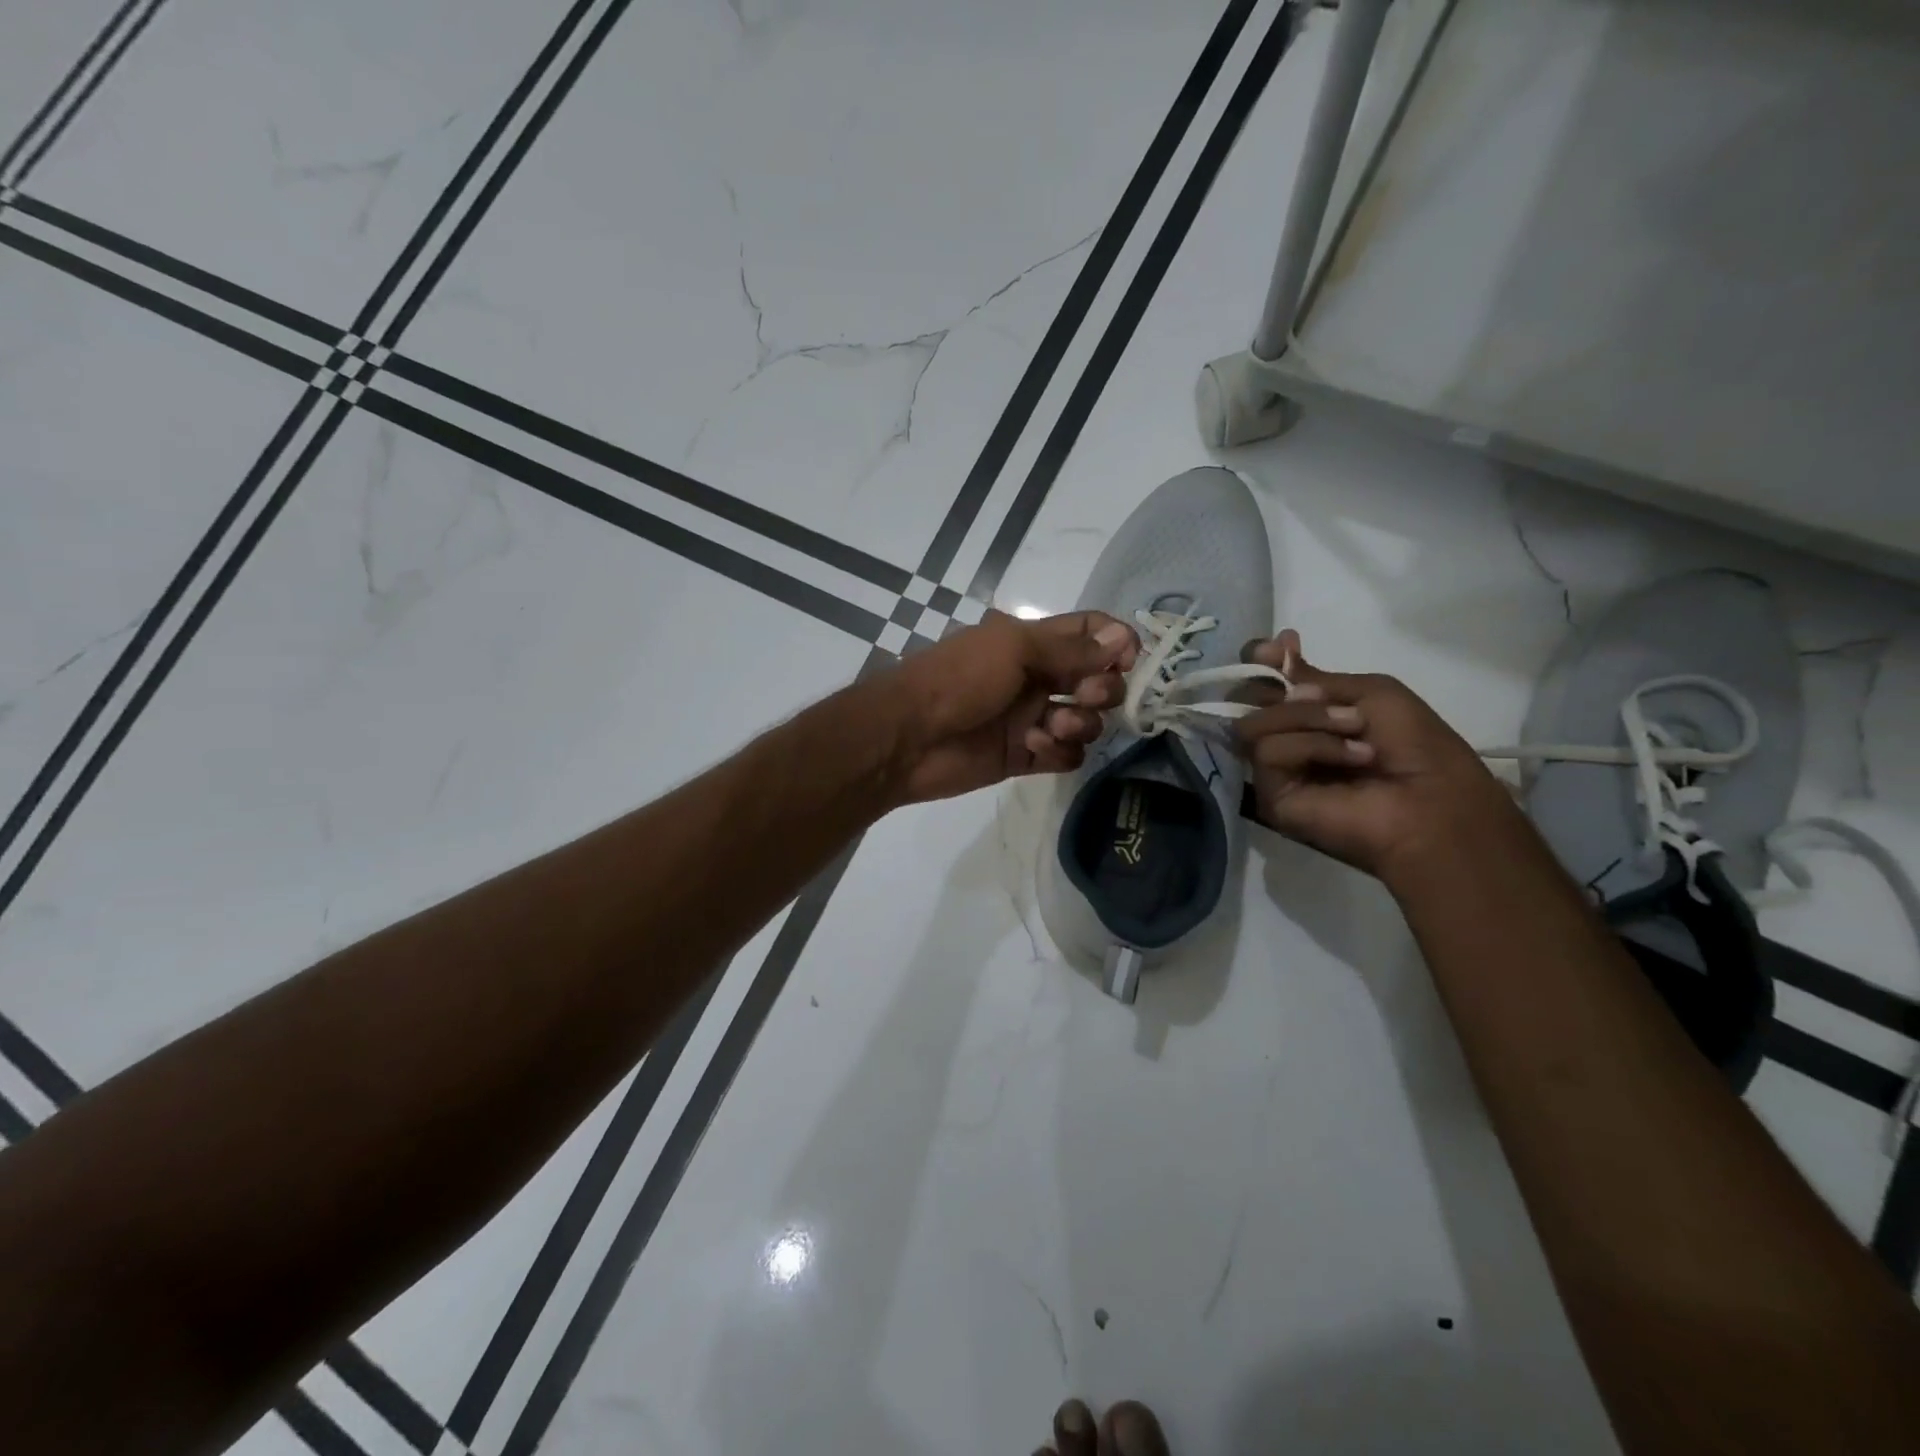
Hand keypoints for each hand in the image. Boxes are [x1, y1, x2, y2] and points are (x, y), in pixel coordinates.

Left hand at [886, 610, 1137, 803]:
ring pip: (1086, 721)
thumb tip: (1122, 638)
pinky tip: (1035, 748)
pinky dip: (1060, 752)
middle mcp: (1039, 678)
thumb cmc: (958, 679)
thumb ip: (1070, 649)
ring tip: (1050, 727)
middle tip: (1084, 695)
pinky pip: (1066, 755)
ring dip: (1081, 723)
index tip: (1128, 660)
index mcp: (1033, 643)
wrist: (908, 736)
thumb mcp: (1013, 649)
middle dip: (1103, 688)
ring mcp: (1032, 718)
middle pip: (1098, 679)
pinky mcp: (1025, 755)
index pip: (1089, 633)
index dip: (1116, 642)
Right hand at [1231, 630, 1521, 885]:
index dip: (1260, 662)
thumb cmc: (1418, 747)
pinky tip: (1352, 757)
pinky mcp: (1271, 797)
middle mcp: (1284, 740)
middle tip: (1321, 695)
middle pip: (1244, 702)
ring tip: (1355, 730)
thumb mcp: (1371, 693)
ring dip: (1309, 718)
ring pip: (1254, 724)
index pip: (1259, 685)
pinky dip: (1313, 745)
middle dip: (1279, 690)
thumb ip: (1314, 677)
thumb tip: (1270, 649)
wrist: (1436, 801)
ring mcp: (1274, 771)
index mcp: (1307, 716)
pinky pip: (1269, 752)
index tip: (1277, 648)